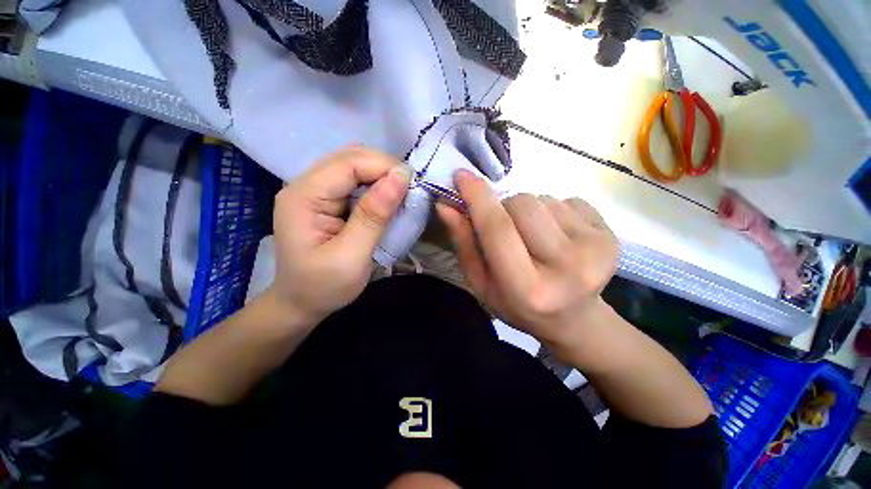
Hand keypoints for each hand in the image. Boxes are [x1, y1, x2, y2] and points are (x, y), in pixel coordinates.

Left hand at [271, 146, 410, 324]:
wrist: (301, 303)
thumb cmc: (323, 286)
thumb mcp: (351, 256)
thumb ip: (373, 216)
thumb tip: (400, 178)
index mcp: (303, 197)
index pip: (348, 163)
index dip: (384, 167)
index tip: (413, 184)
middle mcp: (305, 185)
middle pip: (350, 158)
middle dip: (384, 168)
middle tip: (410, 189)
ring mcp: (314, 191)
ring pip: (354, 165)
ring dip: (381, 175)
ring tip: (402, 193)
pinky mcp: (325, 199)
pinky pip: (354, 180)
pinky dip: (375, 185)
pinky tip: (387, 199)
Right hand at [437, 169, 618, 348]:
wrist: (573, 319)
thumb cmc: (517, 304)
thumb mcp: (481, 282)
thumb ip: (464, 243)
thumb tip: (446, 204)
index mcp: (527, 288)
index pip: (497, 229)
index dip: (477, 198)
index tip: (461, 176)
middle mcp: (566, 268)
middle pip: (522, 205)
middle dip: (504, 207)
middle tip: (507, 229)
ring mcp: (596, 250)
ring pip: (544, 199)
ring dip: (529, 211)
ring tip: (534, 237)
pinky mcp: (611, 236)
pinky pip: (568, 200)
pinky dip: (553, 212)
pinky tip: (557, 236)